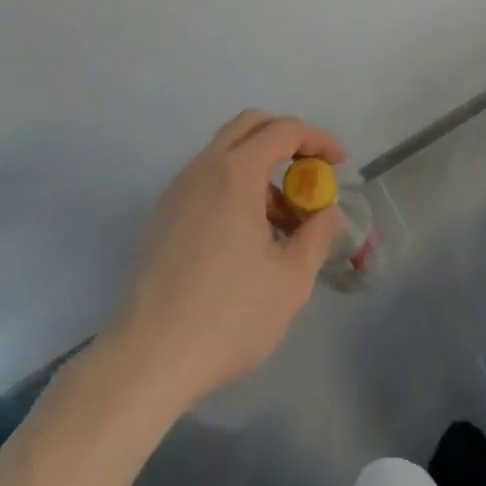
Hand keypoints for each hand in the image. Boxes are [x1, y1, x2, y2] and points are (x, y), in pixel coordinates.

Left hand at [101, 110, 345, 409]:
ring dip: (258, 167)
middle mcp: (203, 167)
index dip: (317, 139)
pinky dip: (233, 186)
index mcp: (236, 172)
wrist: (146, 359)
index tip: (339, 162)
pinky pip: (205, 180)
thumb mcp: (290, 281)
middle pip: (249, 126)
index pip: (283, 130)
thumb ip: (317, 236)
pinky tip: (243, 236)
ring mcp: (176, 190)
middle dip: (285, 138)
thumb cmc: (227, 316)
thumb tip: (329, 213)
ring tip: (280, 218)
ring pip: (224, 153)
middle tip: (309, 170)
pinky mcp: (160, 216)